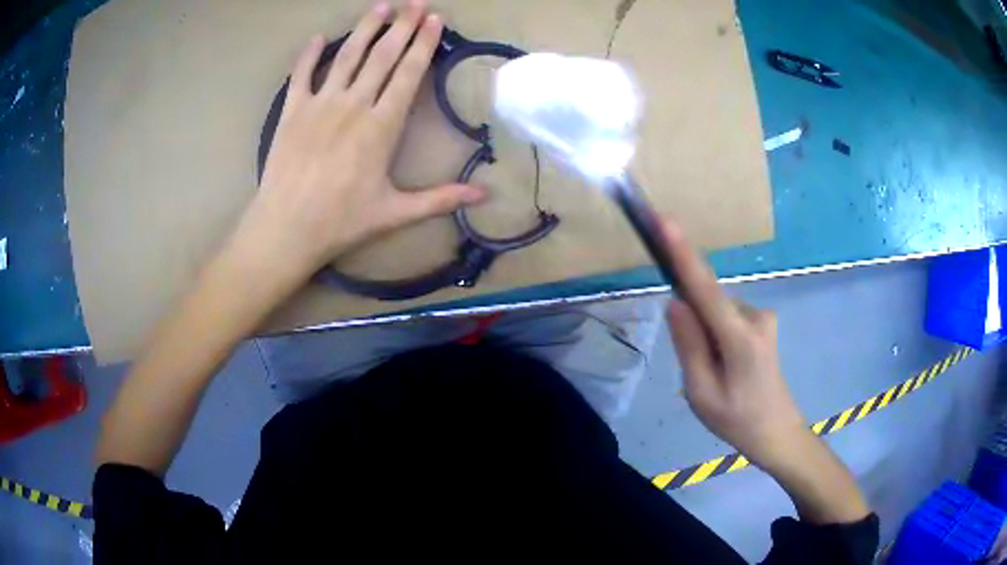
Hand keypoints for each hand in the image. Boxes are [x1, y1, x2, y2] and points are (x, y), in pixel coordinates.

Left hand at [229, 1, 485, 283]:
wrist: (286, 230)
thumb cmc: (341, 223)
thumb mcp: (396, 213)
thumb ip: (441, 198)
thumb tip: (486, 194)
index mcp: (381, 126)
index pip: (408, 74)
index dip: (423, 44)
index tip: (435, 19)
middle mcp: (352, 106)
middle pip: (381, 56)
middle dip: (402, 26)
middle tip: (415, 3)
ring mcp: (319, 105)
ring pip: (347, 56)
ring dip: (365, 29)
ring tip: (381, 6)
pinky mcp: (291, 112)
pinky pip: (301, 75)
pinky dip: (309, 55)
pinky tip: (319, 38)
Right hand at [661, 221, 806, 470]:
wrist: (777, 432)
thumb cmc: (737, 420)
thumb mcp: (701, 393)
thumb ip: (689, 346)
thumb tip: (675, 303)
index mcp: (740, 339)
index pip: (706, 289)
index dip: (683, 254)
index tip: (664, 221)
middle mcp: (754, 316)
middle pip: (708, 301)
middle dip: (691, 323)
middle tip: (698, 369)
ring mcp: (762, 317)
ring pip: (716, 311)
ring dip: (704, 334)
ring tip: (714, 375)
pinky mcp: (762, 321)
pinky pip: (725, 316)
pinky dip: (715, 334)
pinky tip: (724, 366)